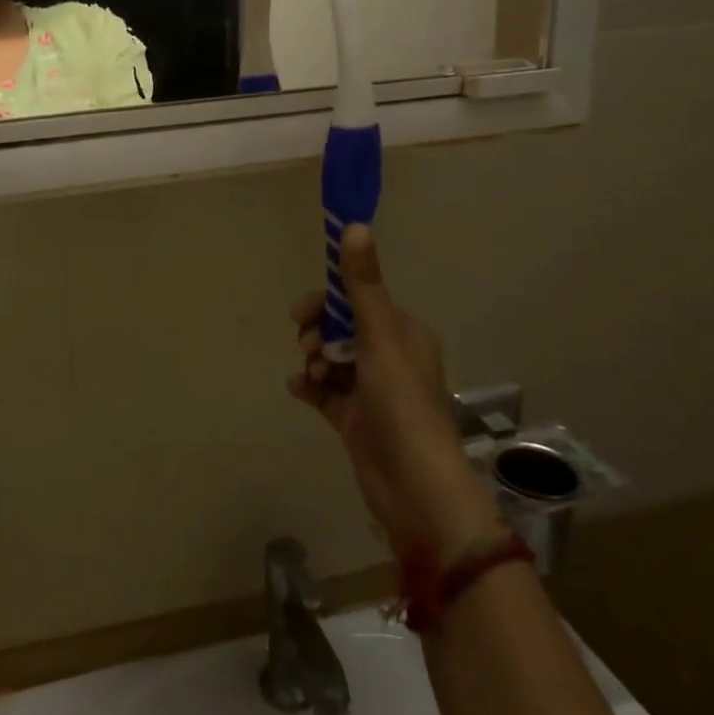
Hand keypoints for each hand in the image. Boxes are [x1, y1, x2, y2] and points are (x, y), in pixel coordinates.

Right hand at [290, 226, 502, 556]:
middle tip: (308, 346)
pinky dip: (310, 386)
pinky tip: (298, 388)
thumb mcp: (379, 338)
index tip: (302, 313)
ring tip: (312, 374)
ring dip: (315, 360)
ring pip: (332, 359)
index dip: (328, 302)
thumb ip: (362, 285)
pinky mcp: (357, 421)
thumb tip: (356, 225)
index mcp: (404, 334)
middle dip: (319, 332)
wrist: (415, 489)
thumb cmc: (401, 404)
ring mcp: (373, 392)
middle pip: (342, 329)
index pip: (359, 301)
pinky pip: (326, 392)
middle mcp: (390, 358)